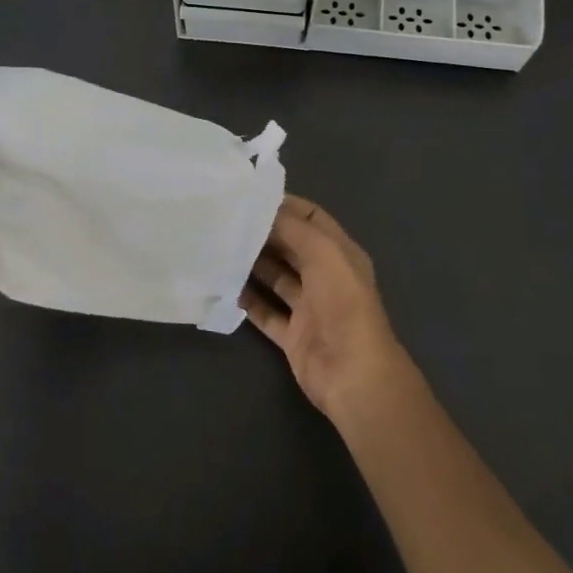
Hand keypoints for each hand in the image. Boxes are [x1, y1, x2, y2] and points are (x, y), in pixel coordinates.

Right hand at [241, 195, 415, 426]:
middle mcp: (325, 277)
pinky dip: (247, 300)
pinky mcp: (293, 335)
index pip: (311, 219)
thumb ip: (294, 228)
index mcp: (340, 254)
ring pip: (276, 278)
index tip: (248, 198)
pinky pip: (265, 312)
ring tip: (220, 248)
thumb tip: (264, 209)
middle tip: (226, 221)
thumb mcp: (323, 253)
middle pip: (291, 247)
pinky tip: (224, 287)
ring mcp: (309, 308)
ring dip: (252, 265)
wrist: (353, 374)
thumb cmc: (342, 304)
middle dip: (263, 234)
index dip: (285, 206)